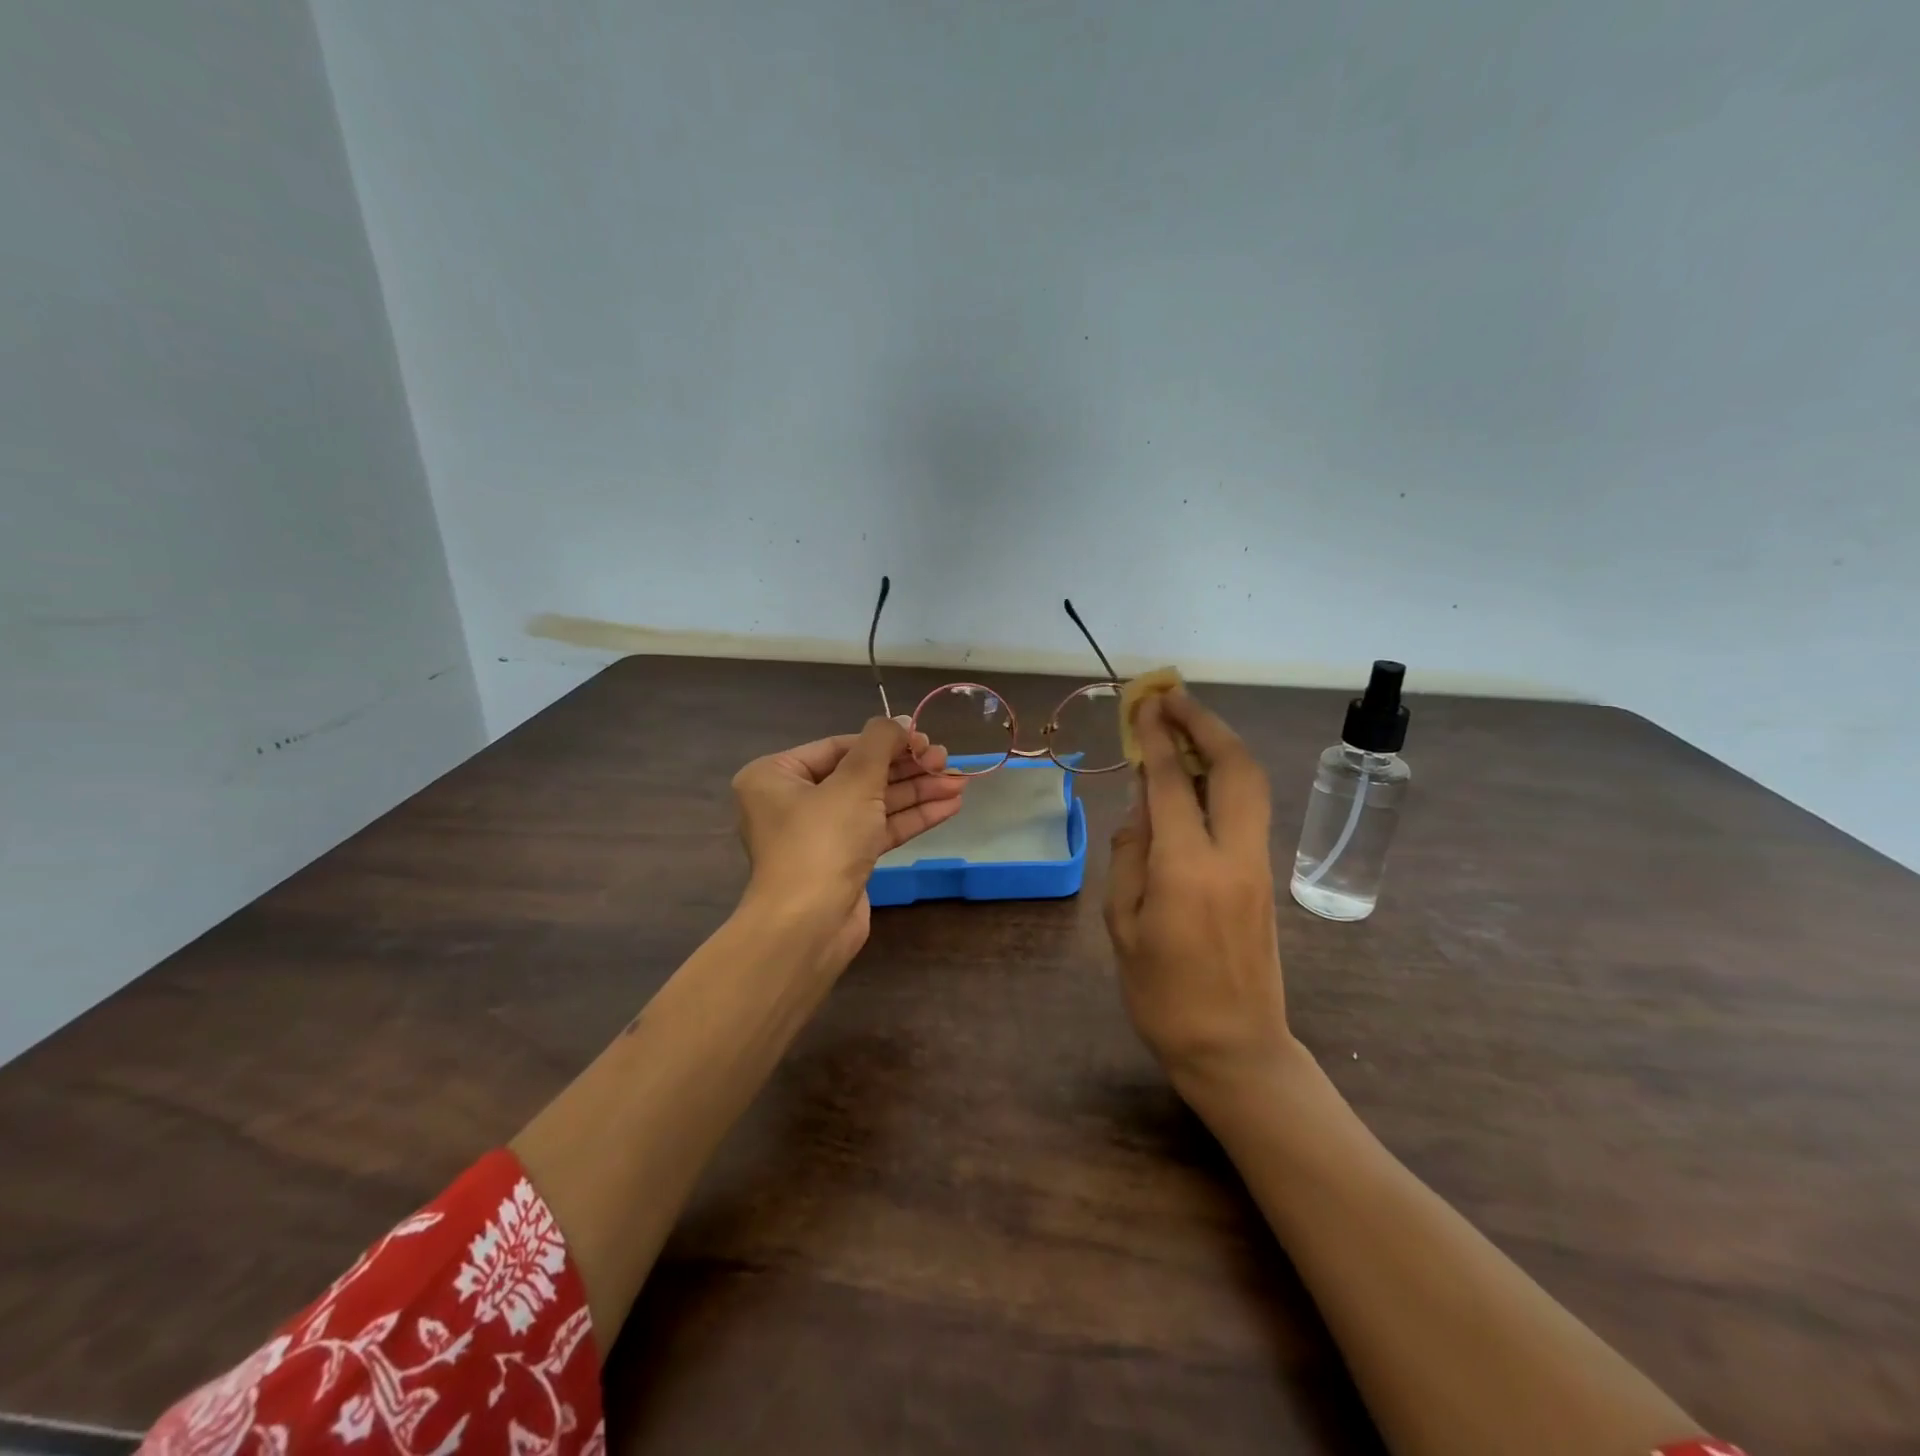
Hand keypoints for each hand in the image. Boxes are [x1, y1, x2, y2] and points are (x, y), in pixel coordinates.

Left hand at [732, 716, 964, 970]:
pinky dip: (910, 818)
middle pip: (860, 775)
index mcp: (776, 776)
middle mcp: (792, 802)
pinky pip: (878, 830)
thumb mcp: (854, 782)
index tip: (925, 739)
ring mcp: (819, 835)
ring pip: (873, 804)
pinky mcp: (843, 862)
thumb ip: (880, 744)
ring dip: (916, 793)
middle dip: (907, 769)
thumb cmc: (822, 841)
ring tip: (958, 783)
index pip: (839, 747)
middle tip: (946, 761)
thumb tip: (898, 721)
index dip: (886, 741)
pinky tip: (948, 807)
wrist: (809, 926)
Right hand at [1104, 690, 1293, 1102]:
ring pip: (1251, 784)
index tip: (1144, 704)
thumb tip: (1140, 809)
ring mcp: (1258, 865)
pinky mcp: (1265, 877)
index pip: (1173, 783)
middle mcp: (1233, 855)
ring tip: (1186, 723)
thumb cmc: (1163, 996)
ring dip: (1221, 744)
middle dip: (1205, 723)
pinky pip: (1249, 810)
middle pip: (1235, 767)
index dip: (1157, 738)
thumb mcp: (1124, 927)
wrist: (1236, 1049)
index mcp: (1189, 869)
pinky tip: (1199, 776)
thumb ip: (1129, 858)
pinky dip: (1227, 776)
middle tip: (1173, 698)